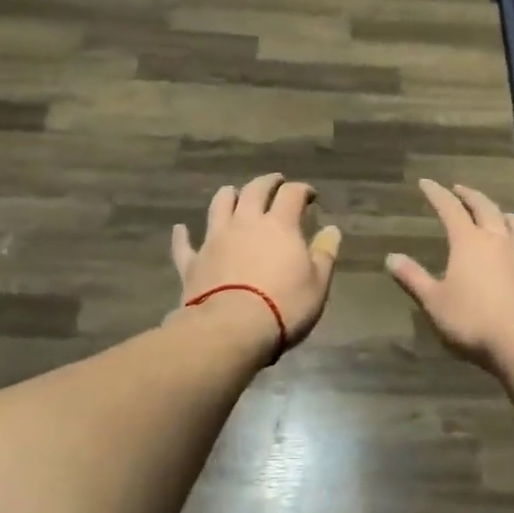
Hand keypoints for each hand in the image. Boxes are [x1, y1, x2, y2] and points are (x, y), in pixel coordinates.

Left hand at [171, 173, 341, 350]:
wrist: (230, 330)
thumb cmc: (283, 306)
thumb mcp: (318, 284)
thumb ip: (325, 254)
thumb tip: (332, 230)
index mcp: (279, 225)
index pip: (292, 194)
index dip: (302, 190)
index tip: (310, 195)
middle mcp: (245, 223)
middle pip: (254, 190)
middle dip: (267, 182)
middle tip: (275, 182)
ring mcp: (215, 240)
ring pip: (219, 206)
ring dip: (227, 196)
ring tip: (233, 193)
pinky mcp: (193, 262)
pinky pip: (184, 245)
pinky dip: (183, 235)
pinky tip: (181, 229)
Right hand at [386, 179, 513, 370]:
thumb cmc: (474, 320)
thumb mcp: (434, 302)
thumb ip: (413, 278)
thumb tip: (391, 257)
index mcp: (469, 241)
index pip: (450, 208)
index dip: (437, 194)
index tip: (426, 183)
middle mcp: (498, 239)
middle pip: (485, 207)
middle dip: (470, 195)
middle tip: (460, 189)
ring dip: (503, 212)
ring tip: (497, 212)